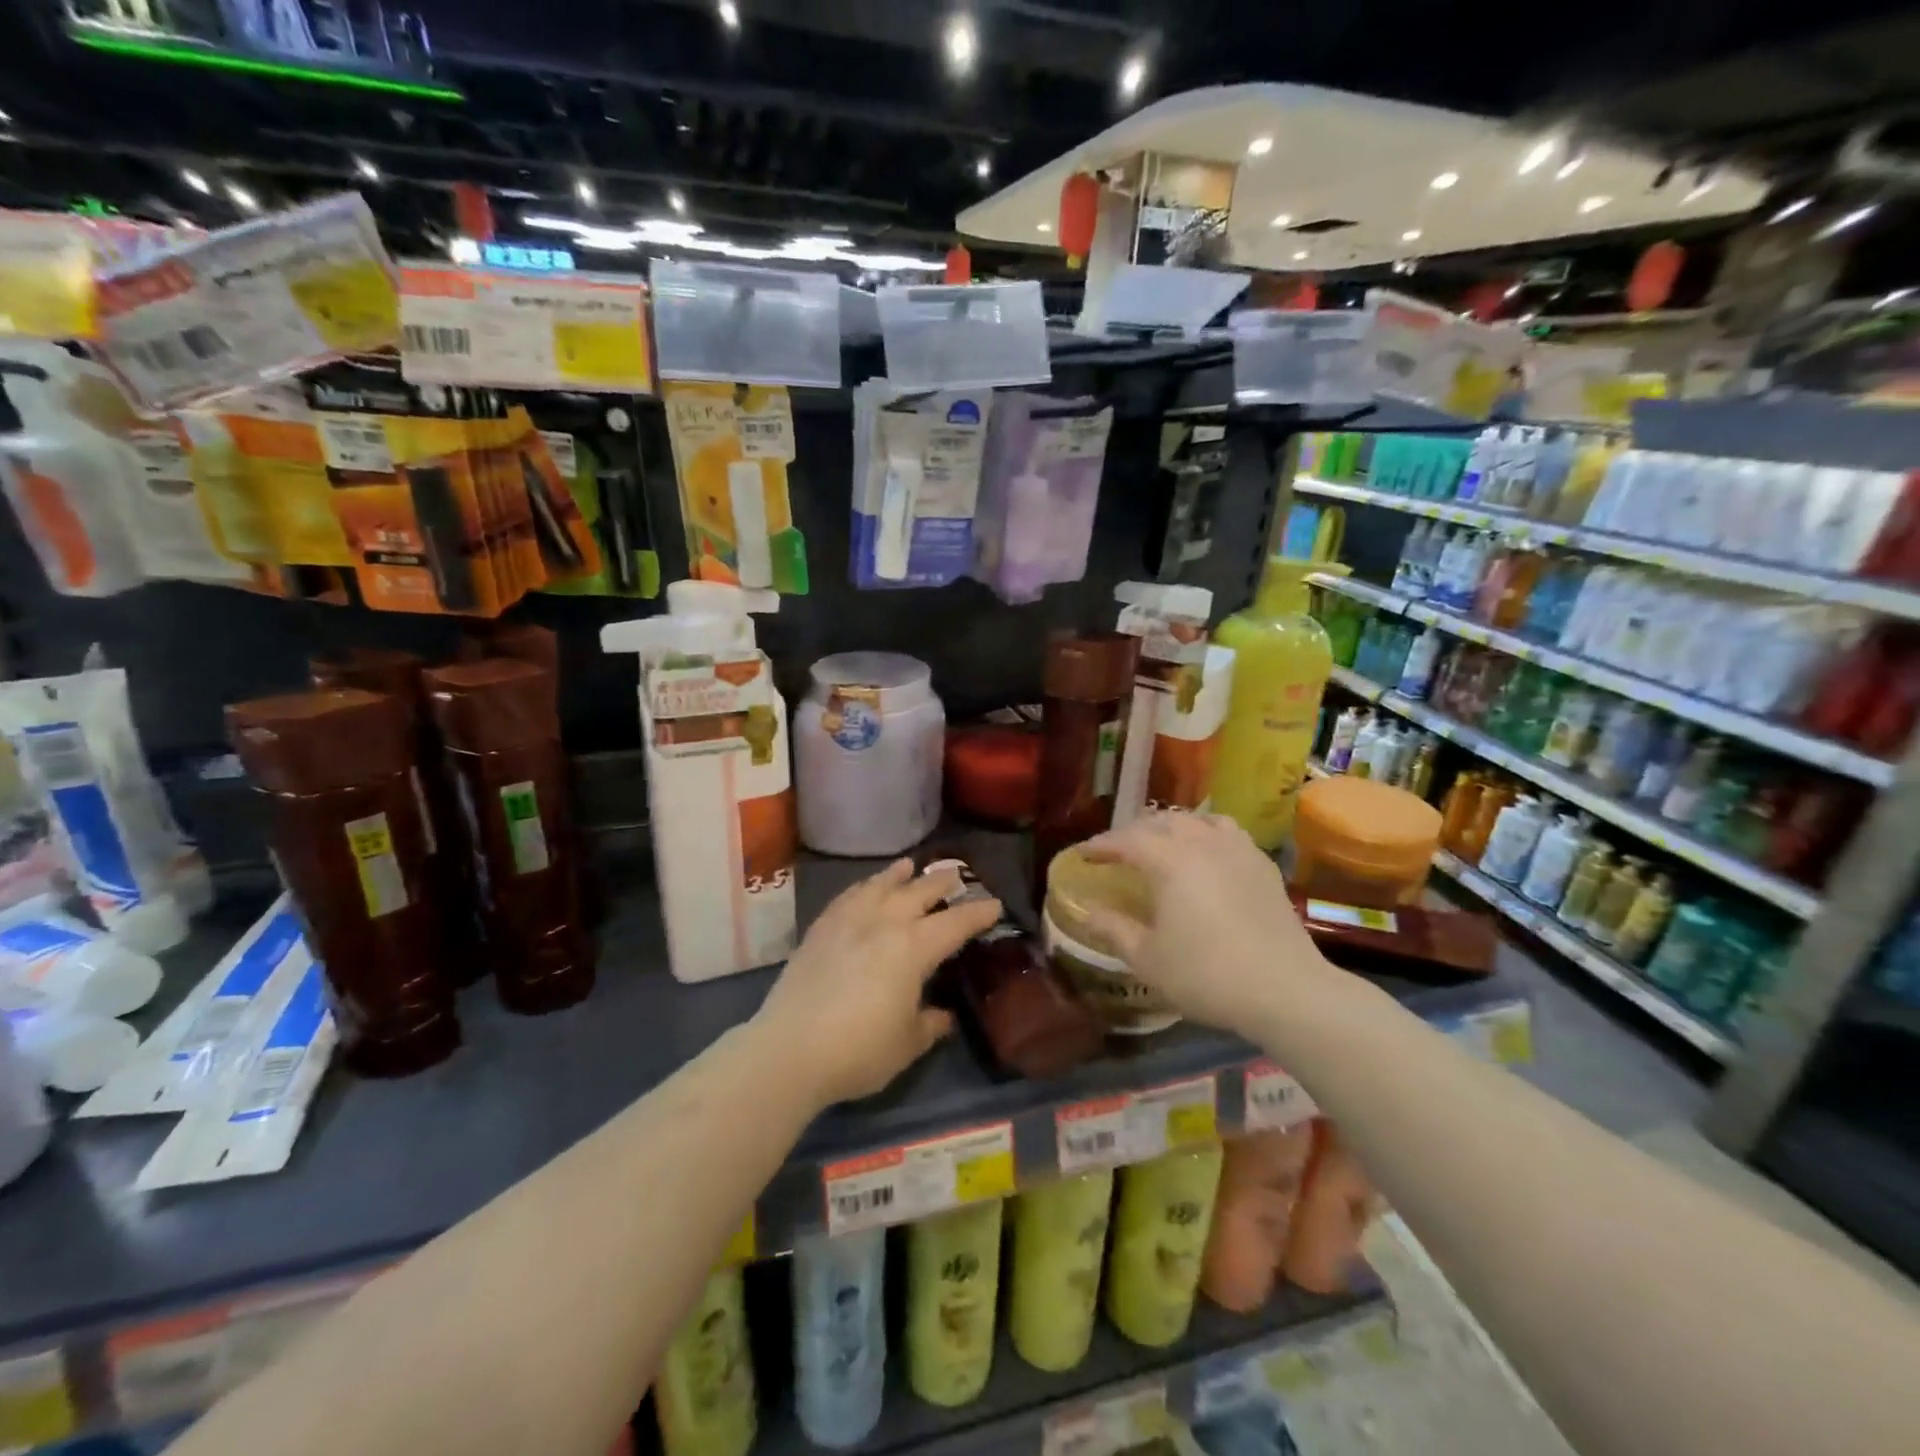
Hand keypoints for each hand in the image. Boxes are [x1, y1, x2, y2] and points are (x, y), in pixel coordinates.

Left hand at [753, 859, 1001, 1106]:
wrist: (789, 1050)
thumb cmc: (859, 1050)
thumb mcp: (907, 1044)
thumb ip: (929, 1024)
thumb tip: (943, 1015)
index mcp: (914, 948)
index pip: (955, 923)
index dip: (978, 913)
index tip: (995, 905)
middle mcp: (884, 923)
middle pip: (919, 893)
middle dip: (941, 883)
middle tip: (957, 875)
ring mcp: (848, 921)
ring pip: (880, 887)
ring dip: (898, 875)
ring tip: (909, 865)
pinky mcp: (820, 930)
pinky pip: (847, 897)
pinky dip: (862, 887)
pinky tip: (865, 888)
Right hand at [1075, 813, 1340, 1036]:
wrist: (1286, 991)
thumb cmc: (1207, 975)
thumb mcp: (1148, 959)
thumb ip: (1113, 929)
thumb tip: (1086, 910)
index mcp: (1170, 861)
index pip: (1126, 840)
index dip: (1101, 845)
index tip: (1082, 855)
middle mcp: (1203, 843)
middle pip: (1161, 823)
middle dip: (1133, 833)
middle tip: (1117, 852)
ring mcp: (1238, 850)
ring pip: (1197, 820)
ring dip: (1171, 827)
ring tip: (1161, 845)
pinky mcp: (1262, 865)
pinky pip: (1227, 832)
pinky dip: (1206, 834)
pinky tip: (1206, 855)